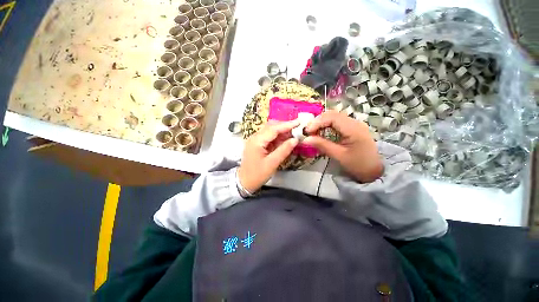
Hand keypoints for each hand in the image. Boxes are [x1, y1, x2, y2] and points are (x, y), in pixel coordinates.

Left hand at [238, 120, 299, 192]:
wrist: (244, 182)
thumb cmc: (257, 174)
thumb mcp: (272, 163)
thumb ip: (284, 150)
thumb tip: (295, 140)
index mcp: (257, 141)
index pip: (274, 129)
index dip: (287, 125)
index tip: (299, 122)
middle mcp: (255, 137)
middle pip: (271, 126)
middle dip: (284, 126)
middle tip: (297, 128)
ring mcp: (255, 140)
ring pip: (270, 130)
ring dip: (281, 131)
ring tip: (293, 133)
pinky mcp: (257, 144)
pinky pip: (268, 137)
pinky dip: (277, 137)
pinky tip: (284, 139)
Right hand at [303, 111, 382, 182]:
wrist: (375, 170)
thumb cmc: (358, 164)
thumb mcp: (339, 156)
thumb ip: (322, 145)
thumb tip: (305, 139)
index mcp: (353, 129)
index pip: (332, 118)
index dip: (317, 122)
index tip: (306, 131)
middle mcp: (355, 122)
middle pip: (332, 114)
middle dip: (318, 121)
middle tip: (308, 131)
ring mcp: (354, 124)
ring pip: (334, 117)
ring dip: (321, 123)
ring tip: (312, 132)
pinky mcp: (352, 128)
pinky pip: (337, 122)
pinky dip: (326, 125)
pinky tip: (321, 132)